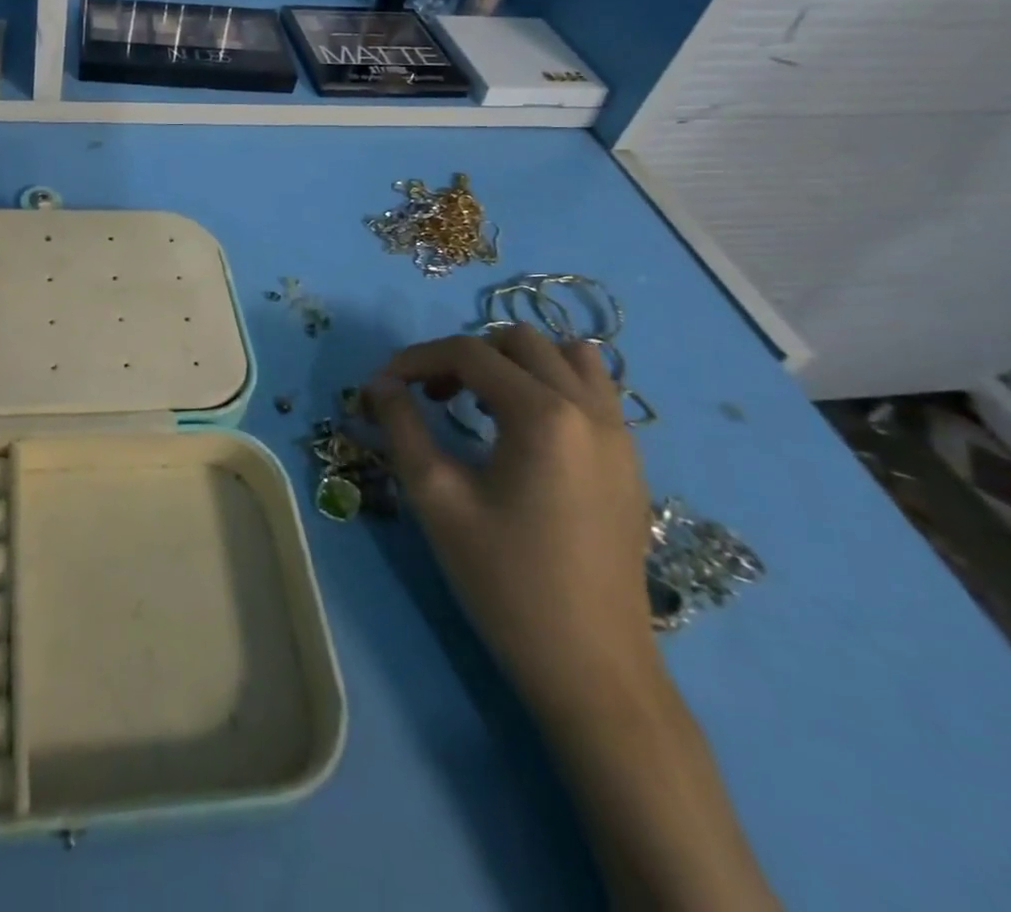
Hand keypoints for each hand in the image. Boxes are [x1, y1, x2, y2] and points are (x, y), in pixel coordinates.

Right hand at [366, 326, 657, 724]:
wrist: (592, 669)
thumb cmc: (505, 580)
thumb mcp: (436, 498)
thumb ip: (402, 427)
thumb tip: (380, 384)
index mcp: (543, 414)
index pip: (468, 353)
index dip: (415, 359)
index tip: (381, 386)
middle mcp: (589, 409)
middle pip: (518, 341)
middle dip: (463, 355)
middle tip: (429, 396)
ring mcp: (620, 434)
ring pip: (566, 356)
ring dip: (513, 362)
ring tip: (479, 401)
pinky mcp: (630, 461)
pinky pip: (593, 390)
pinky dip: (551, 384)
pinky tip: (522, 427)